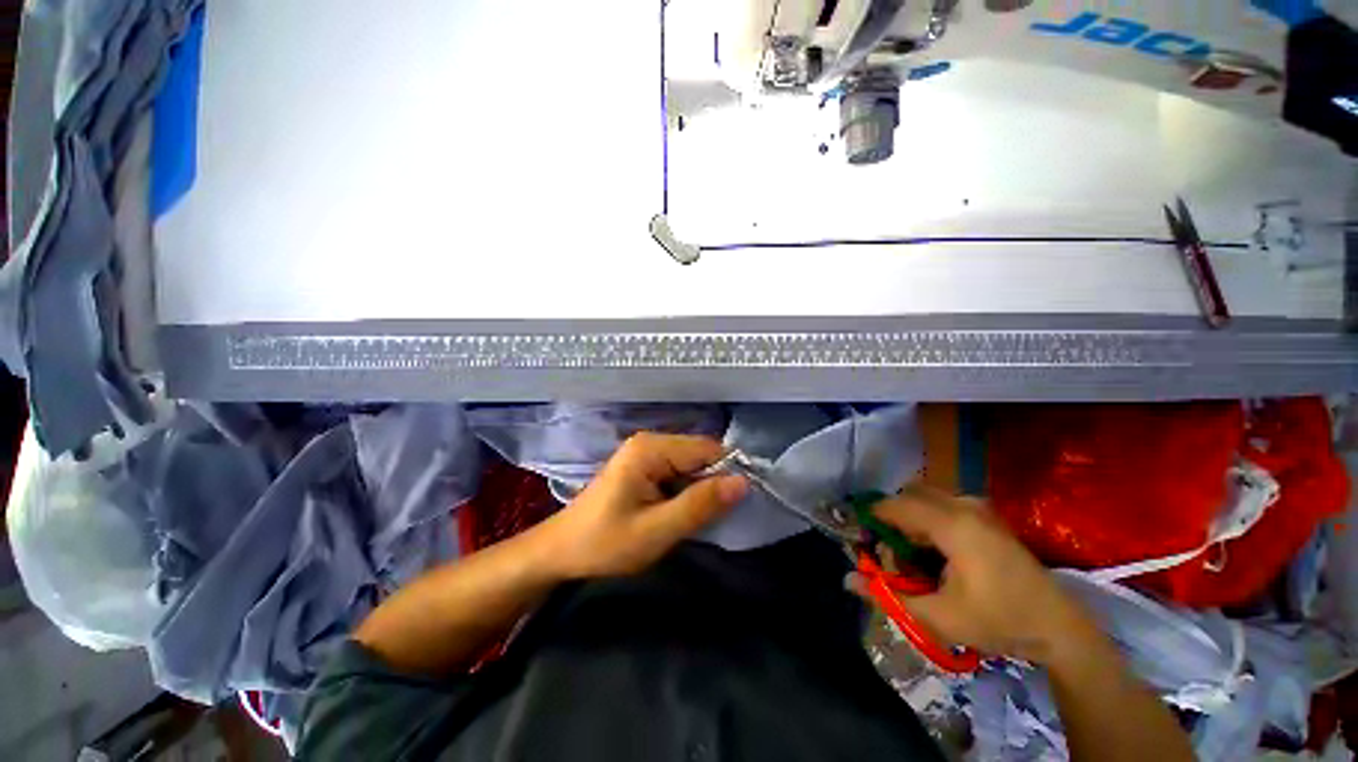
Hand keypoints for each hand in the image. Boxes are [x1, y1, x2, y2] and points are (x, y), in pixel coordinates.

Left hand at [540, 433, 747, 579]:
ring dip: (701, 489)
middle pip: (700, 453)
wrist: (561, 551)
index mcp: (651, 449)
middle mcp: (650, 442)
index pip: (707, 449)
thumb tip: (743, 483)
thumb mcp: (656, 531)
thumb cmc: (605, 543)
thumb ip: (700, 505)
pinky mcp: (644, 466)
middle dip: (713, 482)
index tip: (738, 505)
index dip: (727, 473)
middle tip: (717, 517)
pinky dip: (687, 490)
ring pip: (691, 464)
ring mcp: (646, 453)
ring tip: (702, 517)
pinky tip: (683, 511)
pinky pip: (679, 471)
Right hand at [853, 484, 1093, 664]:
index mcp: (952, 525)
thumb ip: (889, 596)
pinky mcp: (988, 516)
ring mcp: (979, 508)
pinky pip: (943, 504)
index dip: (872, 518)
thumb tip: (847, 580)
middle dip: (893, 519)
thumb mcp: (939, 617)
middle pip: (909, 496)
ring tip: (916, 557)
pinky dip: (929, 521)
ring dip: (912, 520)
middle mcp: (964, 506)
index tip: (861, 538)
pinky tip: (938, 554)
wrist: (1060, 628)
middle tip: (893, 552)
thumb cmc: (999, 621)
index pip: (895, 506)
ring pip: (926, 498)